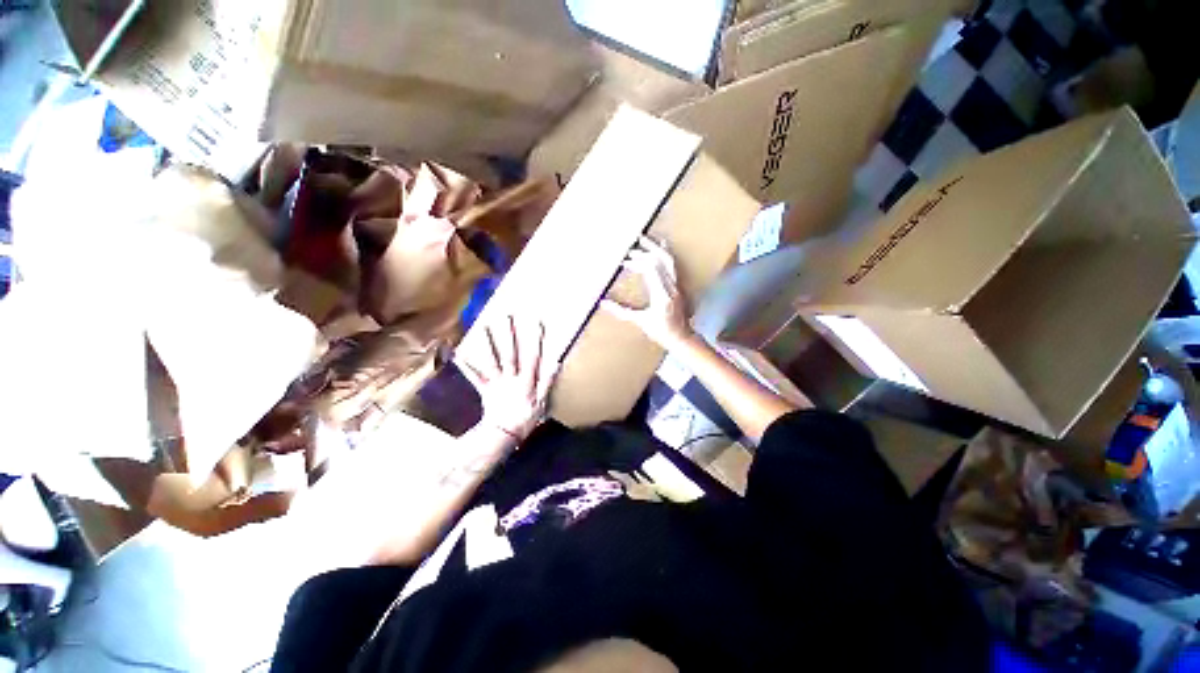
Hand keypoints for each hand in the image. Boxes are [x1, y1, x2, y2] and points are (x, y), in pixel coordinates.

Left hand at [458, 316, 557, 441]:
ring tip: (483, 327)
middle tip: (506, 317)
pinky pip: (475, 376)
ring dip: (487, 344)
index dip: (535, 340)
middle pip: (510, 354)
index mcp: (527, 380)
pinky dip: (467, 365)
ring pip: (492, 360)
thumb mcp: (543, 402)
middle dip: (509, 335)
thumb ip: (548, 381)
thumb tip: (555, 362)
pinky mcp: (485, 389)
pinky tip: (460, 353)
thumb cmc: (526, 418)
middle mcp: (511, 378)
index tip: (536, 324)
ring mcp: (497, 382)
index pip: (532, 357)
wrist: (504, 435)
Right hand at [601, 236, 692, 349]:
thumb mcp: (640, 321)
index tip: (625, 263)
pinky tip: (662, 246)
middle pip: (661, 261)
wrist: (682, 338)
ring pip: (669, 261)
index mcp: (662, 295)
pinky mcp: (680, 286)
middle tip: (631, 249)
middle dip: (645, 252)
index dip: (636, 263)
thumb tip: (603, 302)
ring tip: (645, 240)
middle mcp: (672, 287)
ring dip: (656, 249)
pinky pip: (674, 266)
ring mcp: (678, 286)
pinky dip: (666, 255)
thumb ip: (621, 311)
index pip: (651, 270)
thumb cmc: (661, 332)